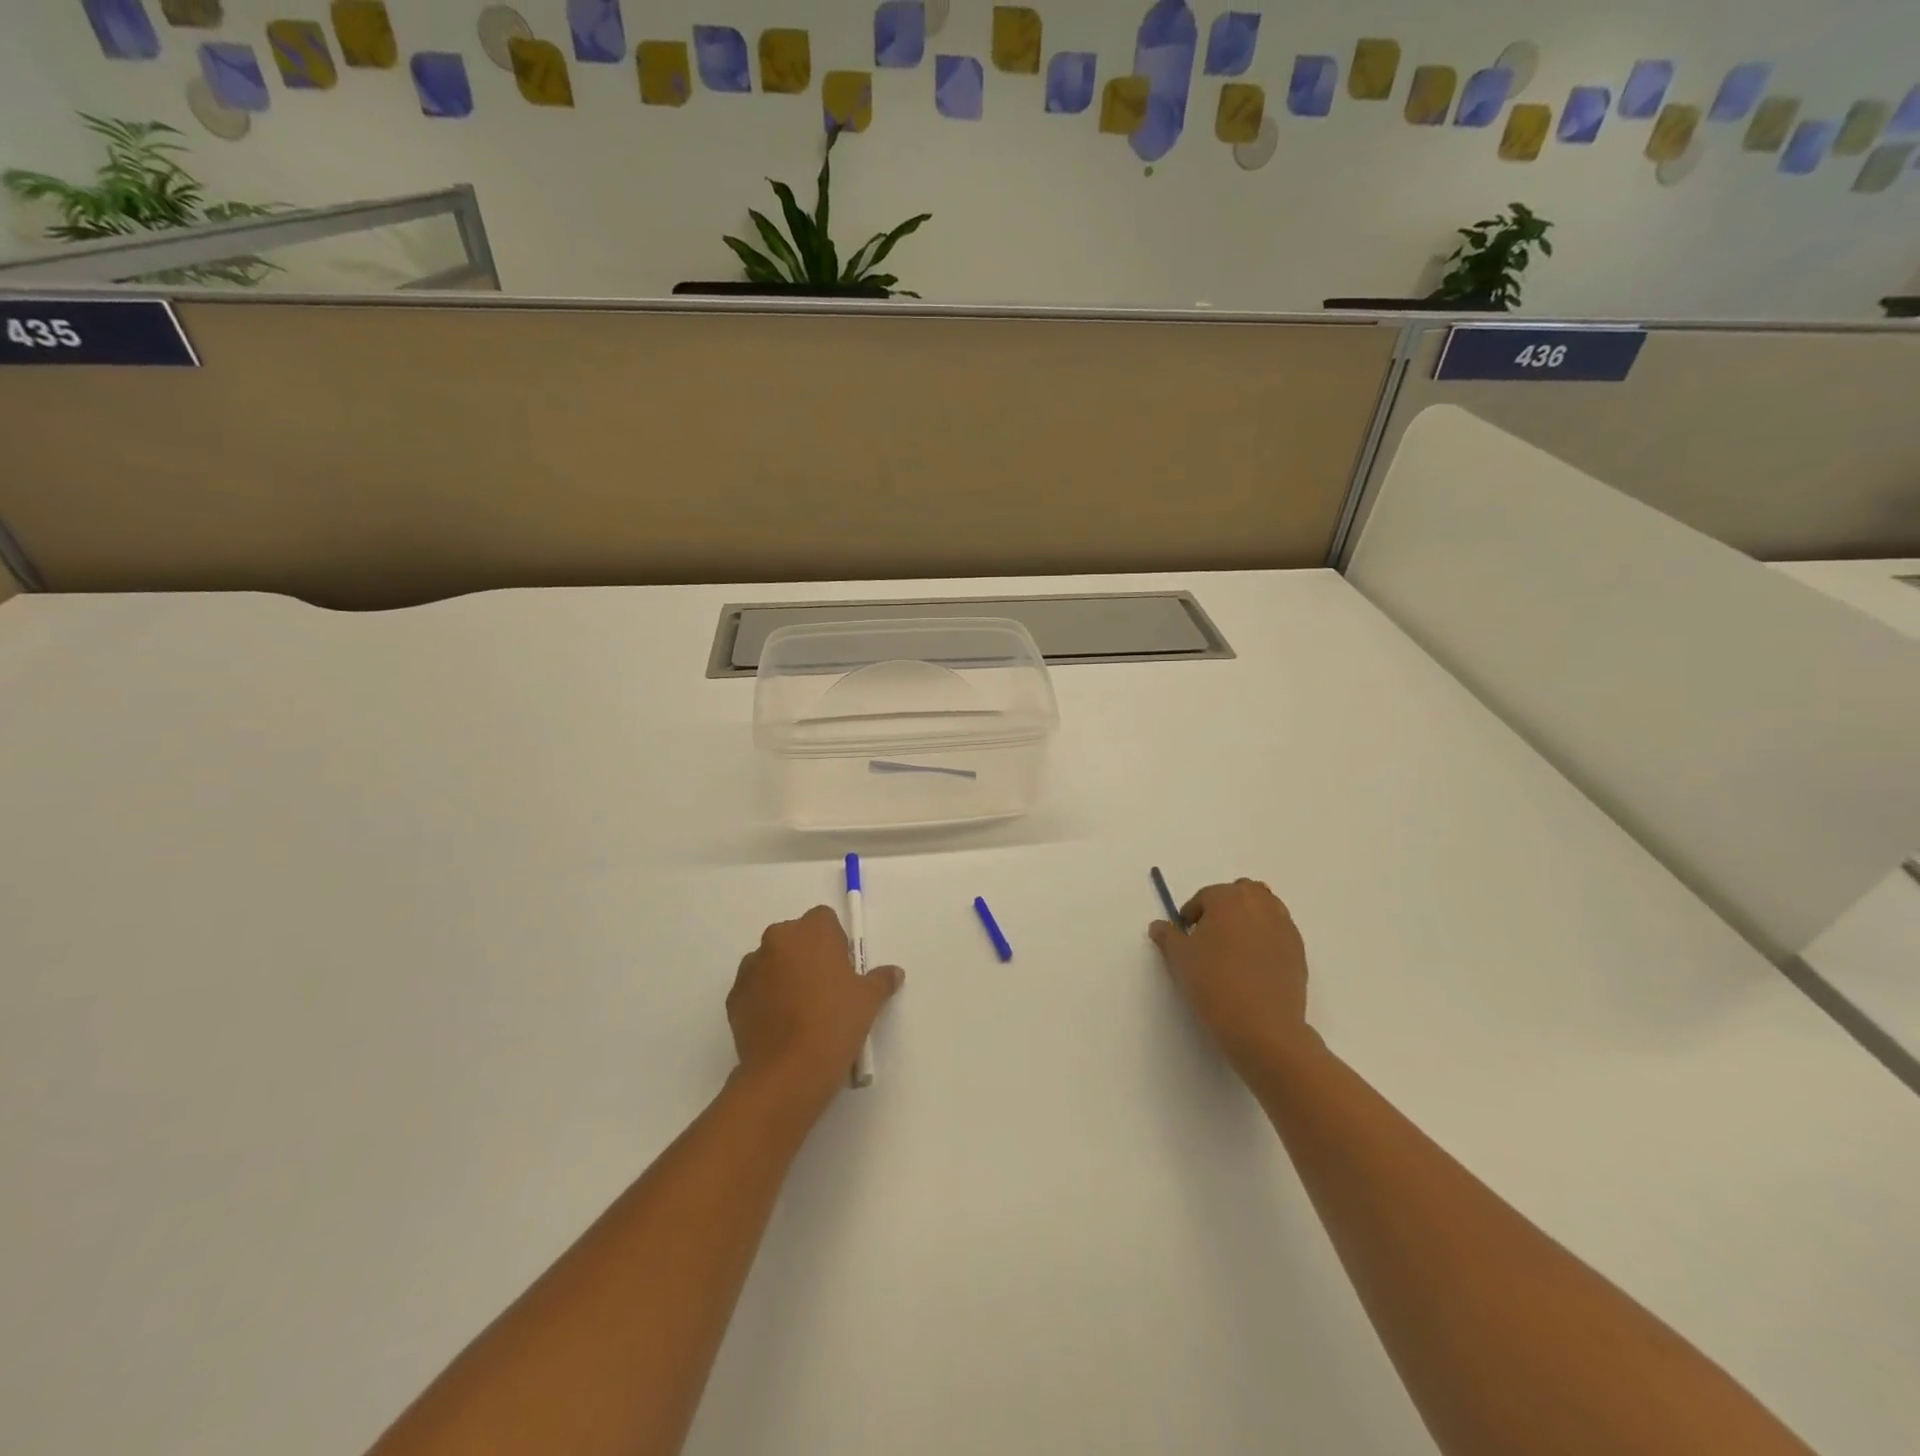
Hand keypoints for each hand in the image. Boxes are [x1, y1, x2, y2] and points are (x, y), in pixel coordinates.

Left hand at [728, 906, 903, 1112]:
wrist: (788, 1071)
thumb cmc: (835, 1023)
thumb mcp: (869, 1000)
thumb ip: (881, 979)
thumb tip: (894, 973)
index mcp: (812, 931)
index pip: (824, 919)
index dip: (835, 942)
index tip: (843, 969)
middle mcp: (778, 939)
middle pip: (795, 938)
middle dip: (807, 956)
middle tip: (824, 990)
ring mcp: (751, 967)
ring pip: (772, 962)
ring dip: (783, 975)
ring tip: (799, 1012)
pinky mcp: (734, 996)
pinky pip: (754, 989)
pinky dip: (765, 999)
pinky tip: (780, 1026)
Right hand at [1150, 879, 1313, 1078]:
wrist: (1263, 1026)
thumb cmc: (1214, 983)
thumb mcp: (1180, 959)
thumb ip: (1167, 936)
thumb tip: (1159, 926)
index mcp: (1228, 898)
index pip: (1205, 896)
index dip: (1191, 915)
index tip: (1185, 936)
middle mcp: (1260, 904)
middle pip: (1241, 892)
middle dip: (1225, 906)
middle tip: (1211, 935)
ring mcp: (1284, 926)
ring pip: (1264, 909)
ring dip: (1248, 919)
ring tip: (1234, 948)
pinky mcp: (1299, 950)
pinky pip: (1279, 932)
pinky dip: (1266, 938)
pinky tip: (1253, 965)